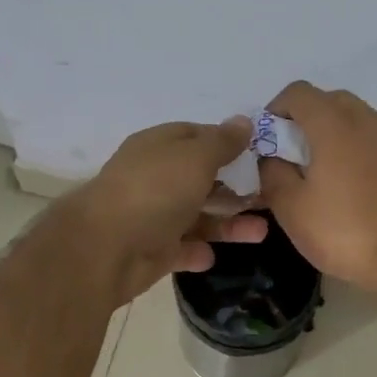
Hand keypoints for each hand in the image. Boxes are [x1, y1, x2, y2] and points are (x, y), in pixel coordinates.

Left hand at [66, 119, 270, 305]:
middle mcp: (154, 178)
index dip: (227, 143)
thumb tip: (243, 121)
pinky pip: (180, 248)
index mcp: (158, 147)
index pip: (196, 136)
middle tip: (270, 197)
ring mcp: (151, 215)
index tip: (260, 154)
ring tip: (261, 233)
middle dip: (235, 188)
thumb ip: (221, 142)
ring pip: (196, 216)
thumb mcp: (195, 157)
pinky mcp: (151, 250)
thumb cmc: (155, 191)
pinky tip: (211, 256)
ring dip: (227, 224)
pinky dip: (196, 251)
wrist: (106, 248)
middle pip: (200, 179)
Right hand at [258, 82, 376, 295]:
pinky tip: (350, 185)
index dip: (276, 109)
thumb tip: (271, 156)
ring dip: (332, 132)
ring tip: (320, 170)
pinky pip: (374, 140)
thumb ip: (272, 171)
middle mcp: (367, 120)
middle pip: (329, 100)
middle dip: (305, 119)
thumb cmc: (344, 231)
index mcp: (334, 124)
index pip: (298, 92)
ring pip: (355, 118)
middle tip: (291, 154)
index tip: (268, 139)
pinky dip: (356, 148)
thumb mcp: (290, 206)